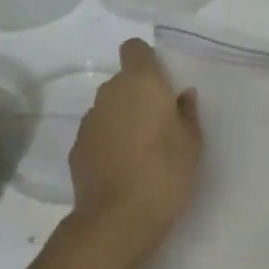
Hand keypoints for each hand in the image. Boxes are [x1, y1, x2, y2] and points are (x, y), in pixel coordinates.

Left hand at [70, 38, 203, 248]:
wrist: (117, 220)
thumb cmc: (165, 172)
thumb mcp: (192, 143)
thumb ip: (187, 112)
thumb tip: (182, 95)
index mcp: (141, 82)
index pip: (135, 48)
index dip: (146, 60)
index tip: (161, 83)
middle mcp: (110, 92)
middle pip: (123, 80)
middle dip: (138, 94)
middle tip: (158, 122)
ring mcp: (89, 120)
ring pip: (109, 107)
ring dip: (122, 118)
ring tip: (140, 149)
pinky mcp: (76, 147)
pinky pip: (97, 133)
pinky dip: (108, 141)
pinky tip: (122, 167)